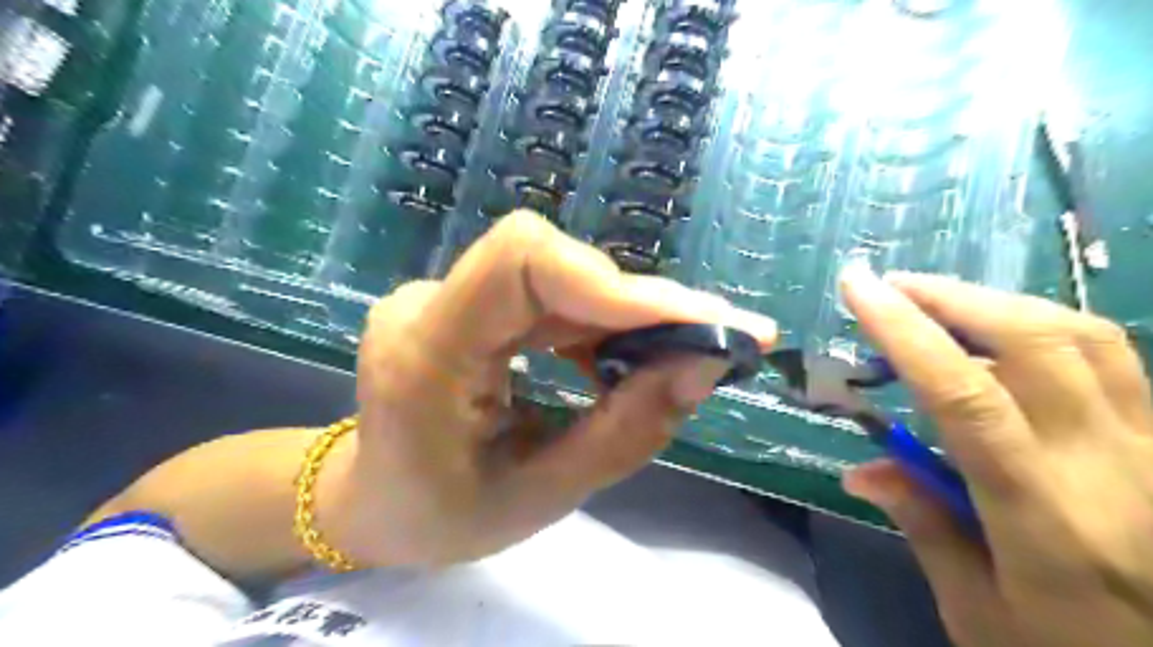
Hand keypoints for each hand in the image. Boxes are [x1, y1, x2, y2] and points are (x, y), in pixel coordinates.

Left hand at [318, 213, 777, 565]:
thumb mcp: (539, 496)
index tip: (699, 324)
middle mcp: (430, 304)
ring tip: (679, 358)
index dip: (616, 283)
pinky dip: (601, 323)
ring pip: (559, 276)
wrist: (374, 500)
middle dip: (641, 305)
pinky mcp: (470, 303)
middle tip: (717, 343)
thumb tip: (705, 365)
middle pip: (552, 265)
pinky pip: (549, 295)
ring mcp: (447, 296)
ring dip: (627, 315)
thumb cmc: (440, 516)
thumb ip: (624, 432)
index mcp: (425, 352)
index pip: (521, 261)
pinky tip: (625, 360)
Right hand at [841, 268, 1152, 645]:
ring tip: (937, 299)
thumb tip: (861, 471)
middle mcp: (1108, 464)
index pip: (965, 397)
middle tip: (891, 286)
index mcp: (1044, 514)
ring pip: (1083, 337)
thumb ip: (923, 527)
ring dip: (997, 302)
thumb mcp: (979, 613)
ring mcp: (1152, 446)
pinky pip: (1110, 357)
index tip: (858, 288)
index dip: (906, 333)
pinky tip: (1002, 332)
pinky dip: (1044, 325)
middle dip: (952, 298)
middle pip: (1035, 344)